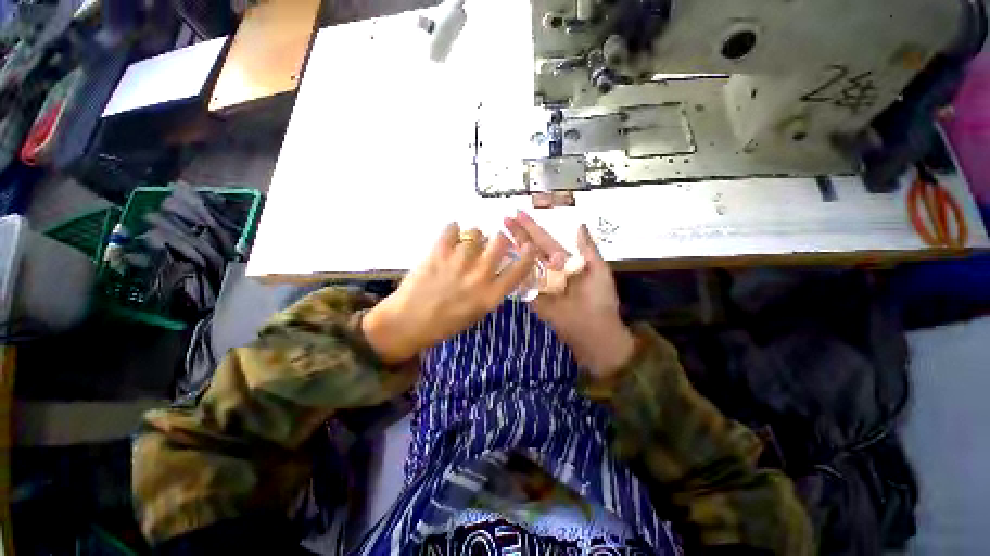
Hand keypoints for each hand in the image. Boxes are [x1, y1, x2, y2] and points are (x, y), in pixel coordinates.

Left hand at [363, 223, 536, 363]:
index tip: (527, 246)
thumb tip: (496, 269)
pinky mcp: (438, 252)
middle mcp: (480, 275)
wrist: (409, 322)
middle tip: (490, 243)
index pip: (519, 269)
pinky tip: (449, 239)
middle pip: (500, 241)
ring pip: (476, 232)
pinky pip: (452, 228)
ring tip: (463, 245)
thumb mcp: (477, 312)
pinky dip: (452, 231)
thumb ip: (490, 291)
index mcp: (491, 294)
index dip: (527, 254)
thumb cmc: (444, 323)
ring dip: (473, 237)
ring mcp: (459, 261)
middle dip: (498, 239)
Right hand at [505, 211, 635, 377]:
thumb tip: (580, 224)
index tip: (518, 213)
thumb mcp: (599, 270)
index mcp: (564, 260)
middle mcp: (549, 270)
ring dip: (511, 250)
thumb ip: (587, 249)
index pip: (544, 239)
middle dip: (518, 233)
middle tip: (503, 219)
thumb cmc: (600, 299)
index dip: (532, 227)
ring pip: (523, 263)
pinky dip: (511, 273)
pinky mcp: (533, 298)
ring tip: (498, 236)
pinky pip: (521, 284)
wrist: (595, 330)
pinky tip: (499, 260)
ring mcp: (539, 283)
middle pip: (530, 248)